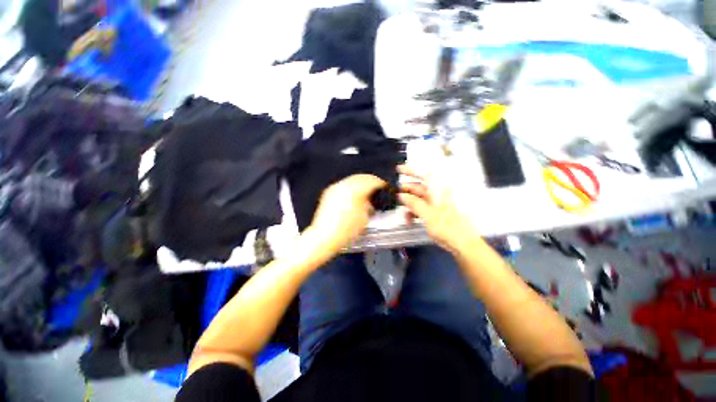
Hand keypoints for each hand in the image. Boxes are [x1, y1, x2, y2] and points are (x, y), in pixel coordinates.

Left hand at [305, 174, 386, 258]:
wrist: (325, 236)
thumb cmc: (346, 230)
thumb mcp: (364, 218)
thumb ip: (369, 205)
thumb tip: (370, 201)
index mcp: (355, 190)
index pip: (372, 181)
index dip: (380, 183)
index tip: (384, 186)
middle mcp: (345, 185)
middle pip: (361, 177)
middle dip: (371, 181)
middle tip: (377, 187)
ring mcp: (336, 188)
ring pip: (352, 179)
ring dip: (361, 183)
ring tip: (366, 191)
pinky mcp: (329, 192)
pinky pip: (343, 185)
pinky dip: (351, 187)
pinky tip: (354, 195)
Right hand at [398, 165, 481, 254]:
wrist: (462, 243)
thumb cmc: (447, 227)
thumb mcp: (428, 215)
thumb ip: (414, 203)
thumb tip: (401, 195)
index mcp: (437, 191)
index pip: (423, 176)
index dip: (410, 171)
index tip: (398, 170)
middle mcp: (436, 195)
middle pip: (418, 187)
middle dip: (405, 191)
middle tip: (393, 194)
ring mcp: (435, 204)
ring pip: (418, 199)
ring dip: (409, 205)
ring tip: (402, 213)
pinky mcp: (434, 213)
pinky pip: (421, 208)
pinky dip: (414, 213)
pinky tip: (410, 220)